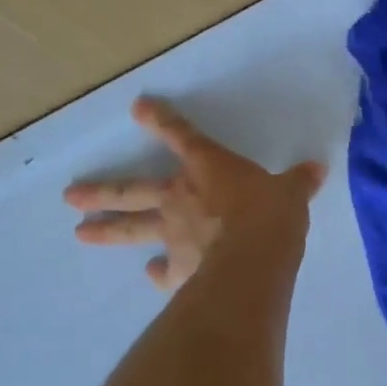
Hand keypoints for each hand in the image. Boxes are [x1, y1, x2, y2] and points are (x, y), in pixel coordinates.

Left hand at [64, 98, 324, 291]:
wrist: (255, 258)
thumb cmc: (270, 215)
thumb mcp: (291, 193)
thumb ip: (298, 182)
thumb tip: (317, 169)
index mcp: (207, 168)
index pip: (181, 135)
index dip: (161, 120)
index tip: (138, 108)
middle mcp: (180, 198)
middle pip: (131, 191)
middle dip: (101, 192)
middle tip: (69, 198)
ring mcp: (174, 235)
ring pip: (132, 230)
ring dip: (106, 231)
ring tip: (80, 233)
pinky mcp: (180, 269)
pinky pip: (165, 271)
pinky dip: (159, 275)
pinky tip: (153, 277)